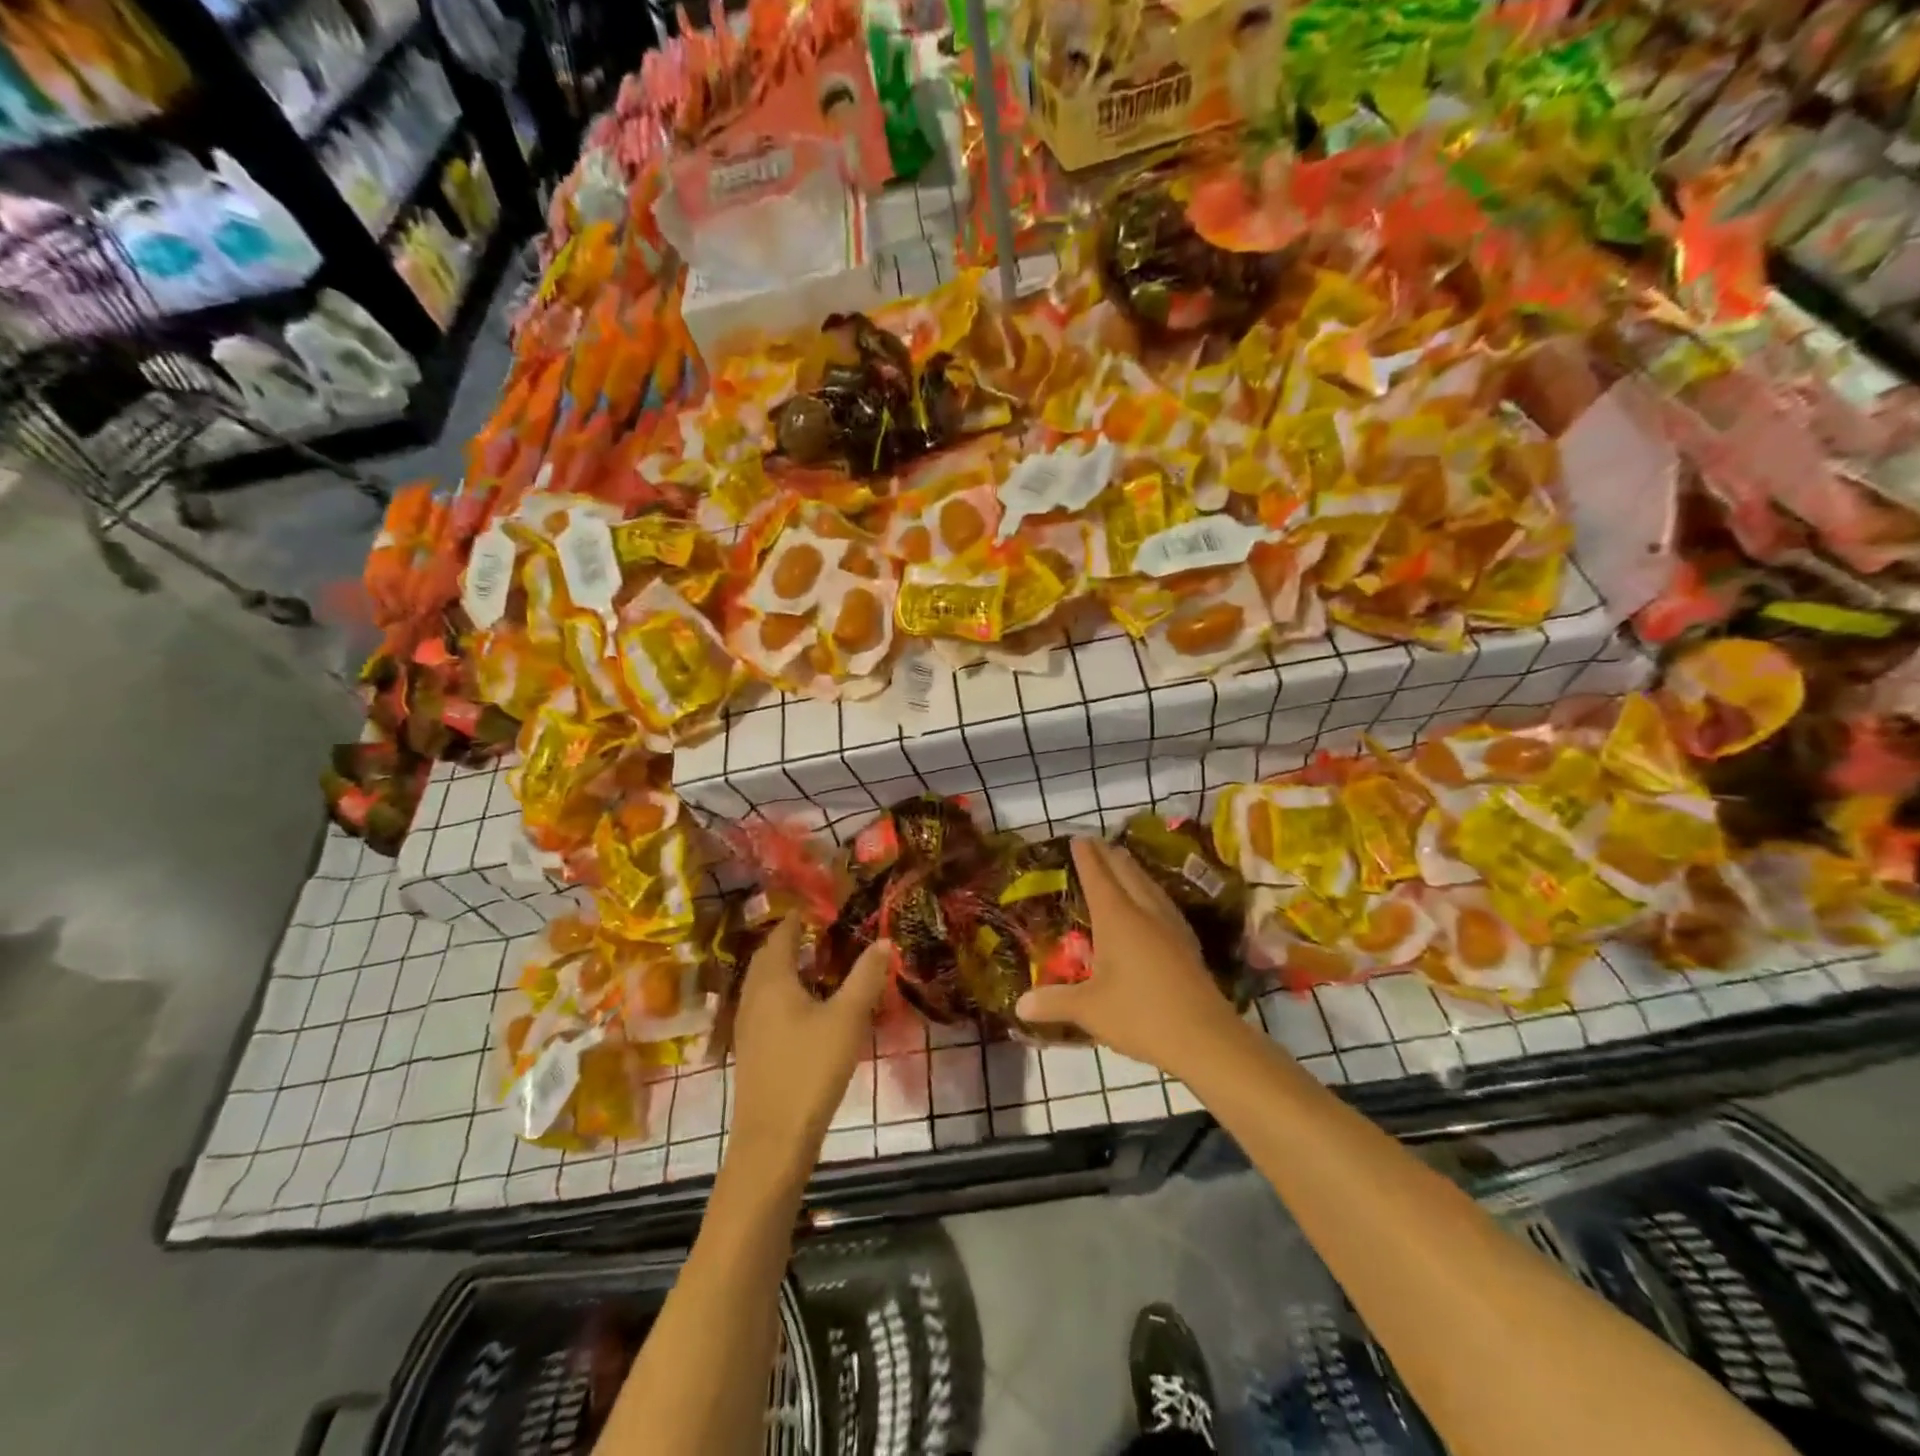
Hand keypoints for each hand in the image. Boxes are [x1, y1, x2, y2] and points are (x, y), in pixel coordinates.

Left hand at [728, 915, 891, 1178]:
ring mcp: (748, 1024)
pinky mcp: (751, 1048)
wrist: (773, 1139)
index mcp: (772, 980)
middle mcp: (753, 995)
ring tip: (820, 963)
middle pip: (768, 956)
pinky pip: (765, 1004)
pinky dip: (784, 992)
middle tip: (824, 931)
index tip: (823, 906)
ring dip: (787, 967)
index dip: (800, 917)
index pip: (782, 934)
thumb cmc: (810, 1069)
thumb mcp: (847, 1018)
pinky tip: (807, 1007)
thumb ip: (866, 976)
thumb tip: (884, 940)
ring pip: (765, 982)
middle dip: (792, 940)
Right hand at [1016, 837, 1246, 1079]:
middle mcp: (1144, 912)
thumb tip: (1019, 1006)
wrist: (1205, 1038)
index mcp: (1117, 917)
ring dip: (1133, 870)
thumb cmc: (1140, 1015)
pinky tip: (1152, 903)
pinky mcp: (1187, 944)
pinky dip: (1150, 891)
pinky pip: (1163, 903)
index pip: (1098, 876)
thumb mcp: (1089, 1009)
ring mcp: (1171, 926)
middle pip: (1126, 873)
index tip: (1078, 838)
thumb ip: (1054, 1002)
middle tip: (1096, 842)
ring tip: (1123, 862)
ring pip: (1149, 885)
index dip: (1086, 856)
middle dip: (1109, 855)